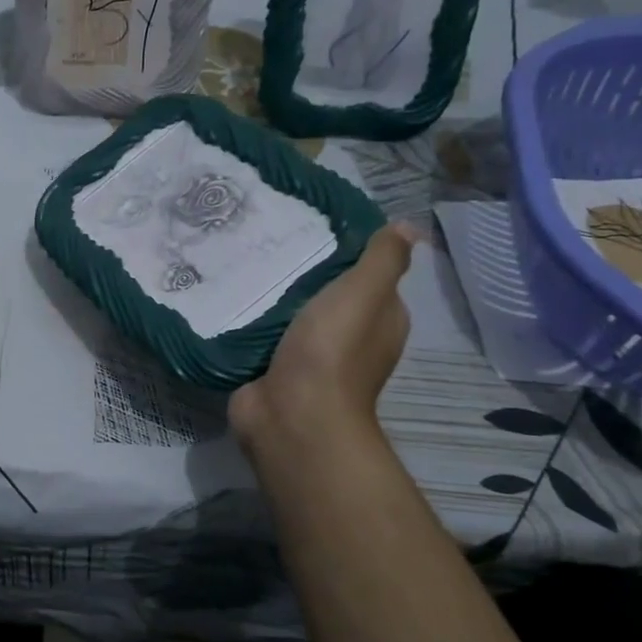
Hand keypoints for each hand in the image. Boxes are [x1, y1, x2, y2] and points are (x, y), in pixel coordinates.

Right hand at [229, 223, 418, 446]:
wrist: (291, 415)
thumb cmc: (332, 351)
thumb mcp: (365, 292)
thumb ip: (383, 259)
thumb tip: (407, 227)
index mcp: (381, 321)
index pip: (371, 277)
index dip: (349, 253)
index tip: (316, 225)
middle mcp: (351, 340)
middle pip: (329, 295)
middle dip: (305, 272)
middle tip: (272, 238)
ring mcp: (310, 358)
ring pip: (293, 315)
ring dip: (274, 295)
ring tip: (246, 258)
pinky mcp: (275, 369)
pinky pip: (264, 336)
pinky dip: (252, 320)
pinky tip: (233, 295)